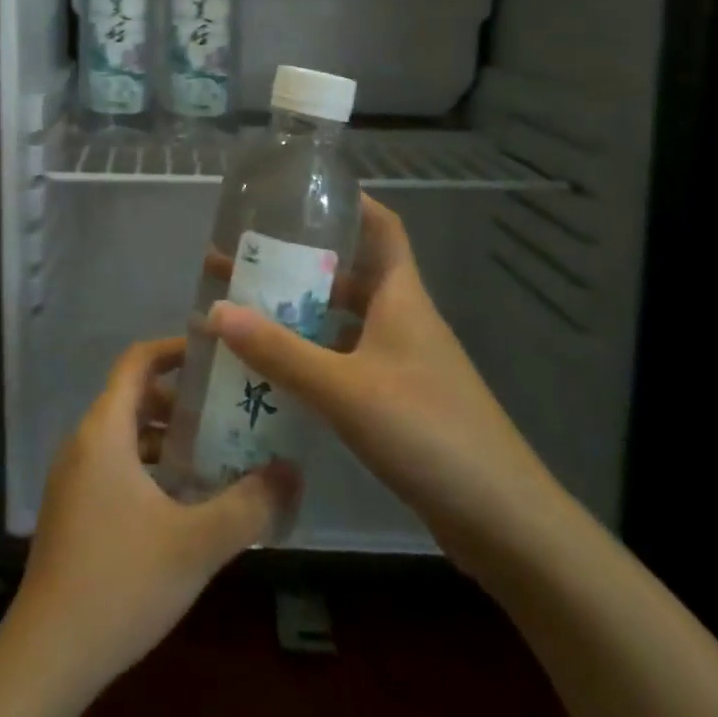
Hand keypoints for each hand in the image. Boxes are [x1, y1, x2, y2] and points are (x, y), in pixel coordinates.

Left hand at [5, 337, 298, 694]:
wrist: (48, 656)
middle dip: (180, 399)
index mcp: (104, 430)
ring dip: (166, 436)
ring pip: (124, 435)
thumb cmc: (121, 582)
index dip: (175, 349)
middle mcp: (83, 442)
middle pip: (133, 396)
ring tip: (214, 453)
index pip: (137, 362)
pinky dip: (148, 465)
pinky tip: (181, 501)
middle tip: (227, 410)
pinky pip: (114, 465)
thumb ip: (249, 506)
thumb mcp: (196, 543)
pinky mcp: (71, 510)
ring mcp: (73, 477)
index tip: (215, 354)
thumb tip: (292, 472)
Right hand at [207, 194, 563, 582]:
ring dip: (300, 311)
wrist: (504, 523)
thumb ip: (279, 351)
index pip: (382, 227)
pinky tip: (275, 369)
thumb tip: (214, 309)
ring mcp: (403, 361)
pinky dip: (312, 355)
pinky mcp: (399, 400)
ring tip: (244, 309)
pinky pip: (346, 360)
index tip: (300, 193)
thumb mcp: (344, 388)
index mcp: (401, 297)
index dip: (349, 202)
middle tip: (242, 258)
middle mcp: (403, 319)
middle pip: (349, 273)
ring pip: (344, 319)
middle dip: (298, 262)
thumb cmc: (427, 432)